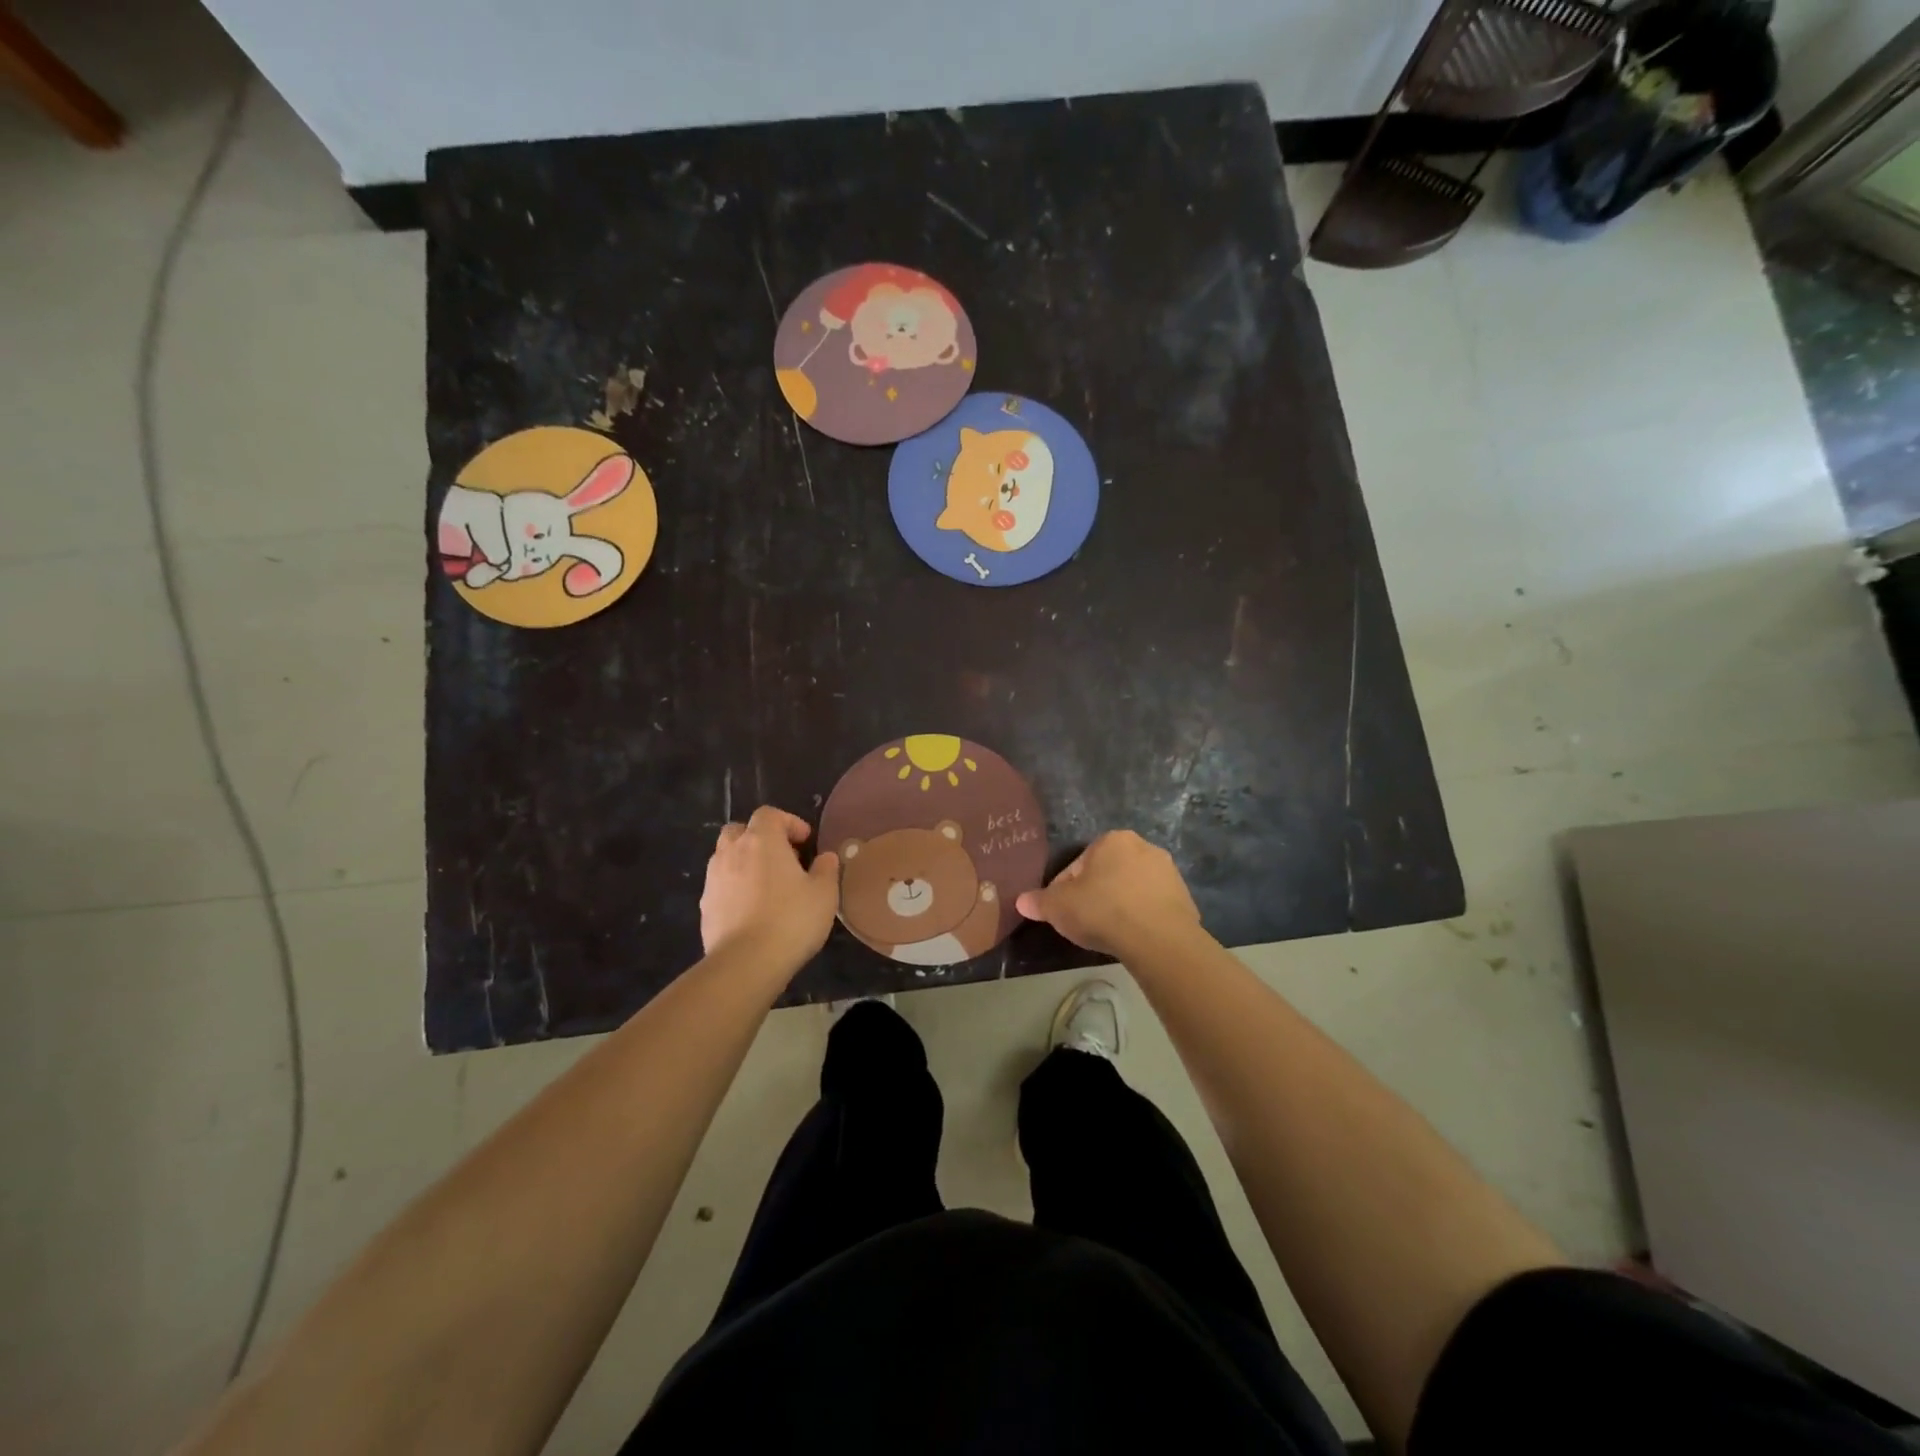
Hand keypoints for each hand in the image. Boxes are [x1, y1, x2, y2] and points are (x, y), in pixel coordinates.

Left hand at [700, 806, 839, 968]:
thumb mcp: (824, 893)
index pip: (769, 814)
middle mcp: (732, 852)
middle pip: (740, 830)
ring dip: (745, 862)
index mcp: (761, 840)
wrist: (745, 963)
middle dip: (759, 838)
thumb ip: (826, 869)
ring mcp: (714, 879)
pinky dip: (735, 888)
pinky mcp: (705, 906)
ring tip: (767, 886)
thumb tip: (825, 857)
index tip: (805, 842)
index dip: (788, 822)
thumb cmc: (791, 919)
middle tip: (782, 858)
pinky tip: (752, 911)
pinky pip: (721, 885)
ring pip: (726, 857)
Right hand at [1014, 830, 1200, 957]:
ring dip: (1119, 905)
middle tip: (1084, 922)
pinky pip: (1152, 906)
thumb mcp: (1059, 907)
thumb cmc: (1102, 911)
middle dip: (1095, 894)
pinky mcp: (1184, 897)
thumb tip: (1021, 901)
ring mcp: (1168, 872)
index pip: (1077, 865)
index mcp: (1112, 840)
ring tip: (1108, 933)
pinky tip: (1132, 937)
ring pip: (1131, 889)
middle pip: (1107, 873)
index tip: (1061, 912)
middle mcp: (1143, 847)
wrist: (1159, 939)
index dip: (1064, 890)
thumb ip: (1039, 902)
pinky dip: (1141, 918)